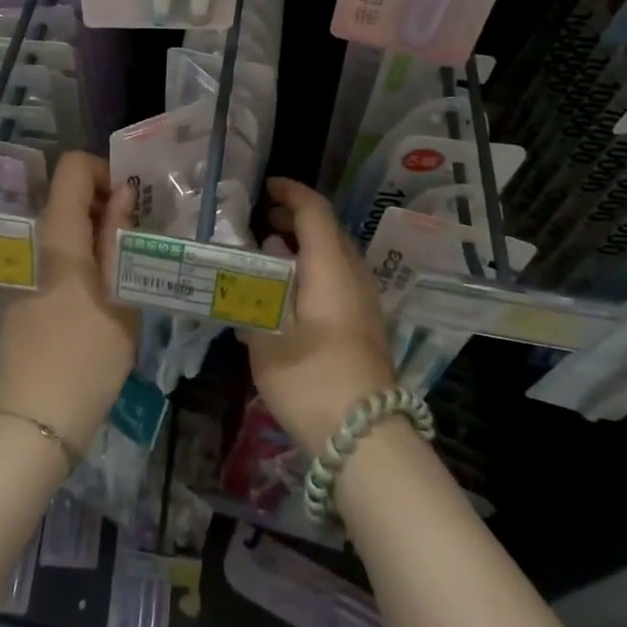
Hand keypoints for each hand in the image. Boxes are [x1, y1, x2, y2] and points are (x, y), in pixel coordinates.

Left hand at [0, 152, 138, 452]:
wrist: (37, 416)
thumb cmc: (88, 352)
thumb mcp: (119, 292)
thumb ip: (119, 236)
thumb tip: (124, 192)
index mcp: (56, 231)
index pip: (73, 166)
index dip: (105, 173)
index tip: (132, 205)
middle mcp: (32, 238)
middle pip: (66, 194)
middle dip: (104, 203)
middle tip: (136, 237)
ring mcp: (21, 265)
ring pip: (60, 224)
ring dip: (92, 231)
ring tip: (122, 264)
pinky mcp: (19, 289)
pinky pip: (50, 251)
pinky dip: (76, 253)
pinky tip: (98, 289)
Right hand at [242, 177, 395, 454]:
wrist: (365, 438)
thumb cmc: (311, 379)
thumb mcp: (268, 335)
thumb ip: (260, 291)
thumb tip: (262, 260)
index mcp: (331, 267)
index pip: (315, 211)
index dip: (291, 193)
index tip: (265, 188)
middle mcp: (354, 275)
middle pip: (328, 230)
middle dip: (295, 218)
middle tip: (261, 221)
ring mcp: (365, 302)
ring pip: (336, 255)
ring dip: (306, 246)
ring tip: (271, 254)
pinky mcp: (366, 326)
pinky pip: (340, 278)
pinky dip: (314, 269)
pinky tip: (291, 292)